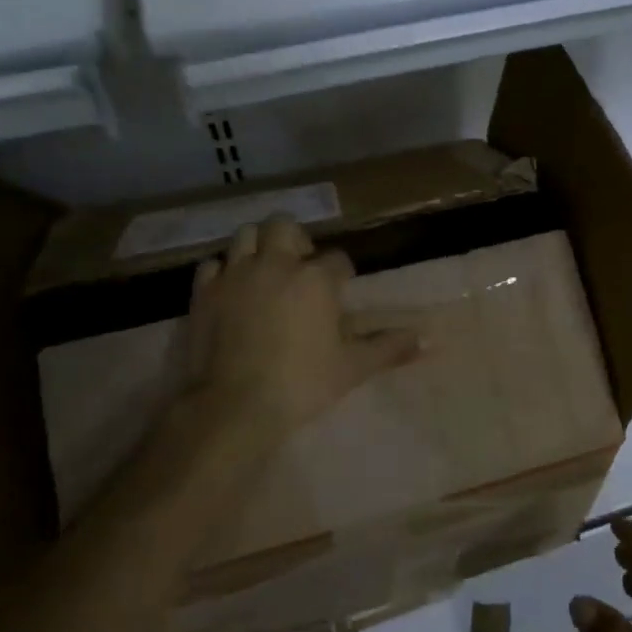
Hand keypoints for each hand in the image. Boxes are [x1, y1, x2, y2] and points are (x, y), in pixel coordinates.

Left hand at [176, 215, 420, 451]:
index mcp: (315, 279)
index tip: (341, 289)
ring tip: (265, 270)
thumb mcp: (352, 367)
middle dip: (295, 240)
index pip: (337, 260)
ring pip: (245, 235)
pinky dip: (224, 271)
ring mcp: (235, 275)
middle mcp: (275, 264)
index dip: (341, 273)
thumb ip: (389, 348)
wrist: (235, 405)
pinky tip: (232, 289)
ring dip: (258, 246)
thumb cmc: (302, 384)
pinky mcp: (204, 291)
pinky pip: (213, 264)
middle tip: (299, 266)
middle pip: (284, 226)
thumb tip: (427, 339)